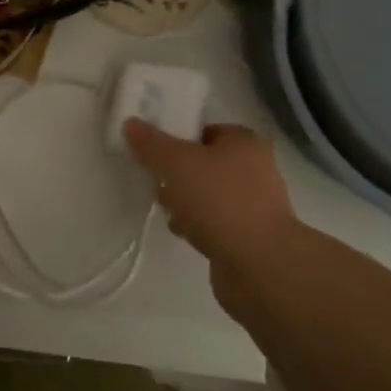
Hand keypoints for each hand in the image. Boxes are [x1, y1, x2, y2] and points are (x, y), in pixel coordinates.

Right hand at [122, 120, 299, 304]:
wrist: (260, 266)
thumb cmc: (220, 200)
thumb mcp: (176, 163)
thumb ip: (151, 144)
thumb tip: (130, 124)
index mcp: (244, 142)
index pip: (205, 130)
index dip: (178, 137)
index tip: (154, 151)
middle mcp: (255, 170)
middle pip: (205, 164)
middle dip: (178, 174)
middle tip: (157, 182)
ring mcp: (255, 206)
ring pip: (209, 195)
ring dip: (186, 202)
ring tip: (166, 210)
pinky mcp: (249, 238)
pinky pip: (215, 223)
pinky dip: (198, 226)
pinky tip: (182, 233)